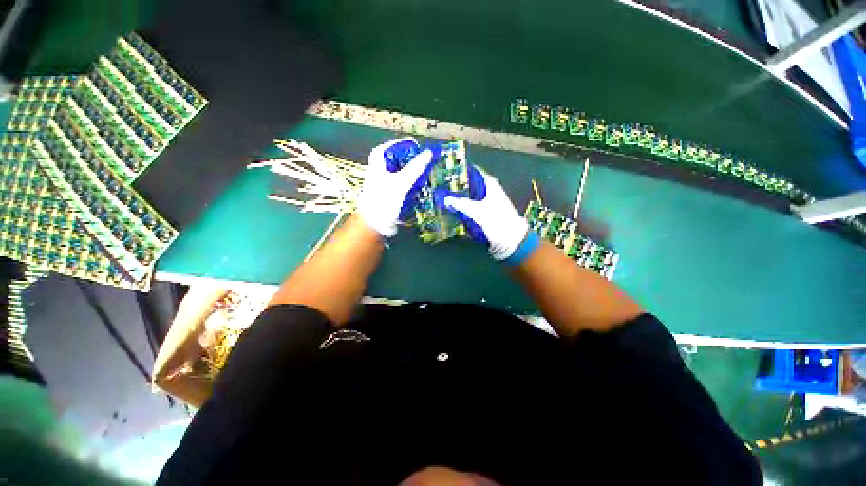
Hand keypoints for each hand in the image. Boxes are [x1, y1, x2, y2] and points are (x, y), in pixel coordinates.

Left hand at [357, 138, 437, 237]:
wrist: (374, 223)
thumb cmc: (383, 200)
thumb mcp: (401, 182)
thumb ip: (416, 167)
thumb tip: (429, 153)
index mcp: (380, 156)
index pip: (402, 145)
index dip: (415, 149)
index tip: (427, 154)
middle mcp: (383, 164)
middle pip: (405, 157)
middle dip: (418, 162)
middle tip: (430, 167)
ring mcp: (388, 176)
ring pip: (407, 169)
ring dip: (417, 174)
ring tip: (427, 178)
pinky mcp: (393, 188)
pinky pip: (407, 180)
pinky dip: (414, 183)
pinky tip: (421, 188)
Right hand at [435, 166, 539, 262]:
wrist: (510, 239)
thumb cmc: (496, 220)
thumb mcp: (476, 211)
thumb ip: (459, 203)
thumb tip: (444, 198)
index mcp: (488, 183)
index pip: (471, 171)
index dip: (458, 171)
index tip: (443, 172)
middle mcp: (487, 190)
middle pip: (467, 185)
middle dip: (454, 186)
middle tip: (438, 187)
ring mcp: (485, 202)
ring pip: (467, 196)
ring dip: (456, 198)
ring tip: (440, 198)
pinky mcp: (483, 213)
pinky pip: (469, 207)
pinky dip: (461, 208)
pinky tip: (450, 210)